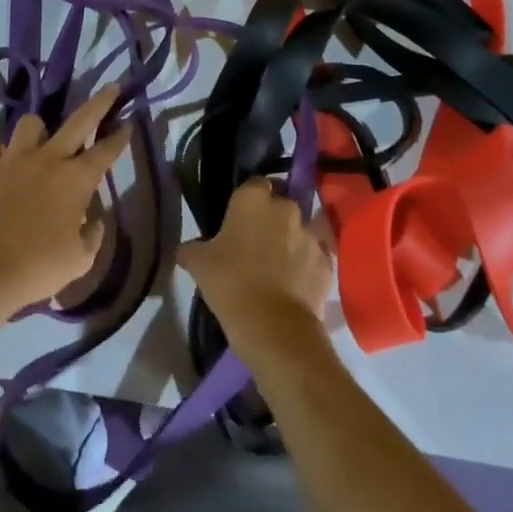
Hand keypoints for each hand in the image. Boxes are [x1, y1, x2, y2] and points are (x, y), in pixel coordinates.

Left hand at [0, 84, 130, 314]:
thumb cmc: (37, 267)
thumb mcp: (79, 261)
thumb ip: (92, 236)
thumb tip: (93, 221)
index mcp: (76, 180)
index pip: (106, 150)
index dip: (120, 135)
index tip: (129, 122)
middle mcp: (49, 159)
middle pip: (79, 120)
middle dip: (99, 102)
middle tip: (111, 87)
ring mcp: (14, 159)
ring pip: (31, 123)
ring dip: (39, 130)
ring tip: (40, 142)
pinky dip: (2, 154)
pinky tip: (4, 166)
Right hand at [178, 178, 333, 359]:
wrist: (274, 327)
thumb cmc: (230, 283)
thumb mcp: (198, 264)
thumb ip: (191, 248)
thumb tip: (184, 249)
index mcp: (253, 199)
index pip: (254, 184)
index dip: (247, 200)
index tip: (238, 219)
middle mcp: (286, 208)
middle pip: (280, 205)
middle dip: (271, 219)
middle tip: (255, 244)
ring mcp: (310, 235)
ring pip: (299, 231)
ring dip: (290, 243)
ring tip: (276, 268)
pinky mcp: (327, 263)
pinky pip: (314, 258)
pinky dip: (306, 267)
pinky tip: (293, 286)